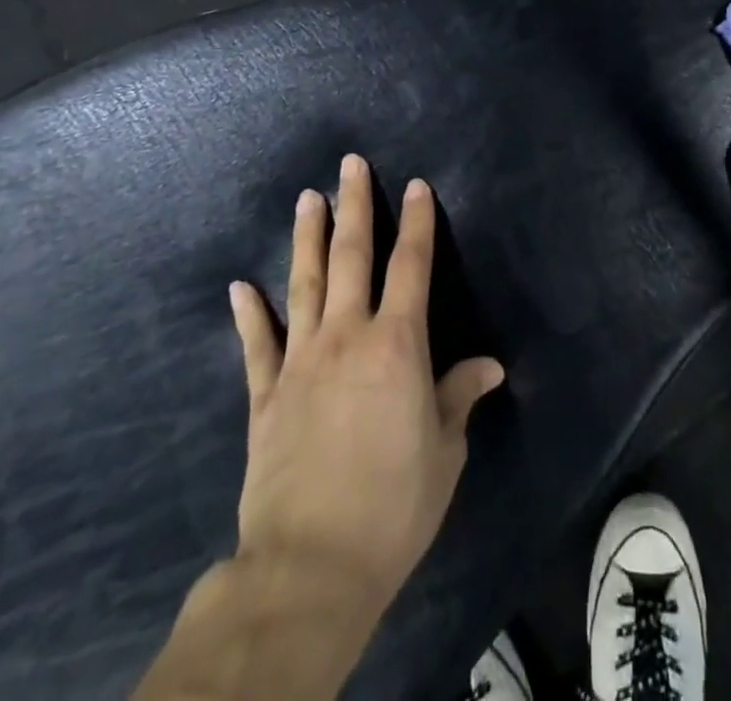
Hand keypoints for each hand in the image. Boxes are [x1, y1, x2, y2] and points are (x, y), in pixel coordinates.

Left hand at [230, 154, 504, 627]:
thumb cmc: (394, 505)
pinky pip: (257, 345)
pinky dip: (248, 314)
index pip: (411, 267)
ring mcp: (300, 362)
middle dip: (355, 206)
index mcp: (397, 345)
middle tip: (350, 164)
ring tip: (307, 198)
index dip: (416, 223)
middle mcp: (347, 337)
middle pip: (352, 257)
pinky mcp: (266, 397)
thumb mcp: (444, 452)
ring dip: (307, 238)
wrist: (310, 565)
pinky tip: (240, 286)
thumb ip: (459, 397)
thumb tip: (490, 365)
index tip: (415, 186)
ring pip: (304, 285)